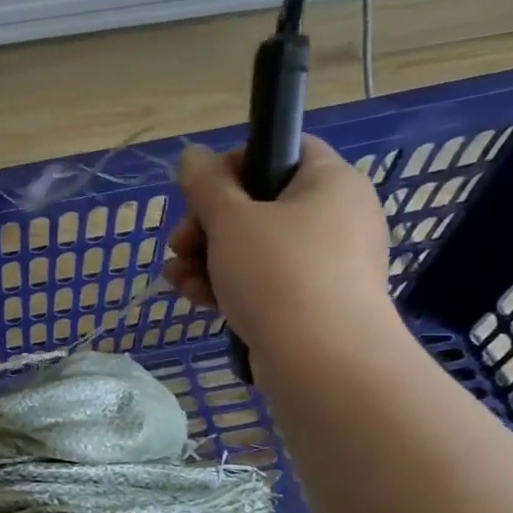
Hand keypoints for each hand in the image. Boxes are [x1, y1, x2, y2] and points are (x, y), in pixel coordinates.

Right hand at [163, 136, 395, 360]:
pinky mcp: (312, 300)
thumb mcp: (231, 220)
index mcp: (329, 182)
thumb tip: (193, 154)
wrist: (324, 363)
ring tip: (177, 279)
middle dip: (206, 225)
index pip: (281, 148)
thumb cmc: (278, 274)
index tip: (200, 193)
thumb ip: (206, 183)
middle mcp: (335, 216)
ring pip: (253, 246)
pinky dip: (228, 284)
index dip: (233, 164)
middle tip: (180, 244)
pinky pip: (264, 279)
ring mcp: (326, 262)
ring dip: (206, 258)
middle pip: (257, 202)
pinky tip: (196, 299)